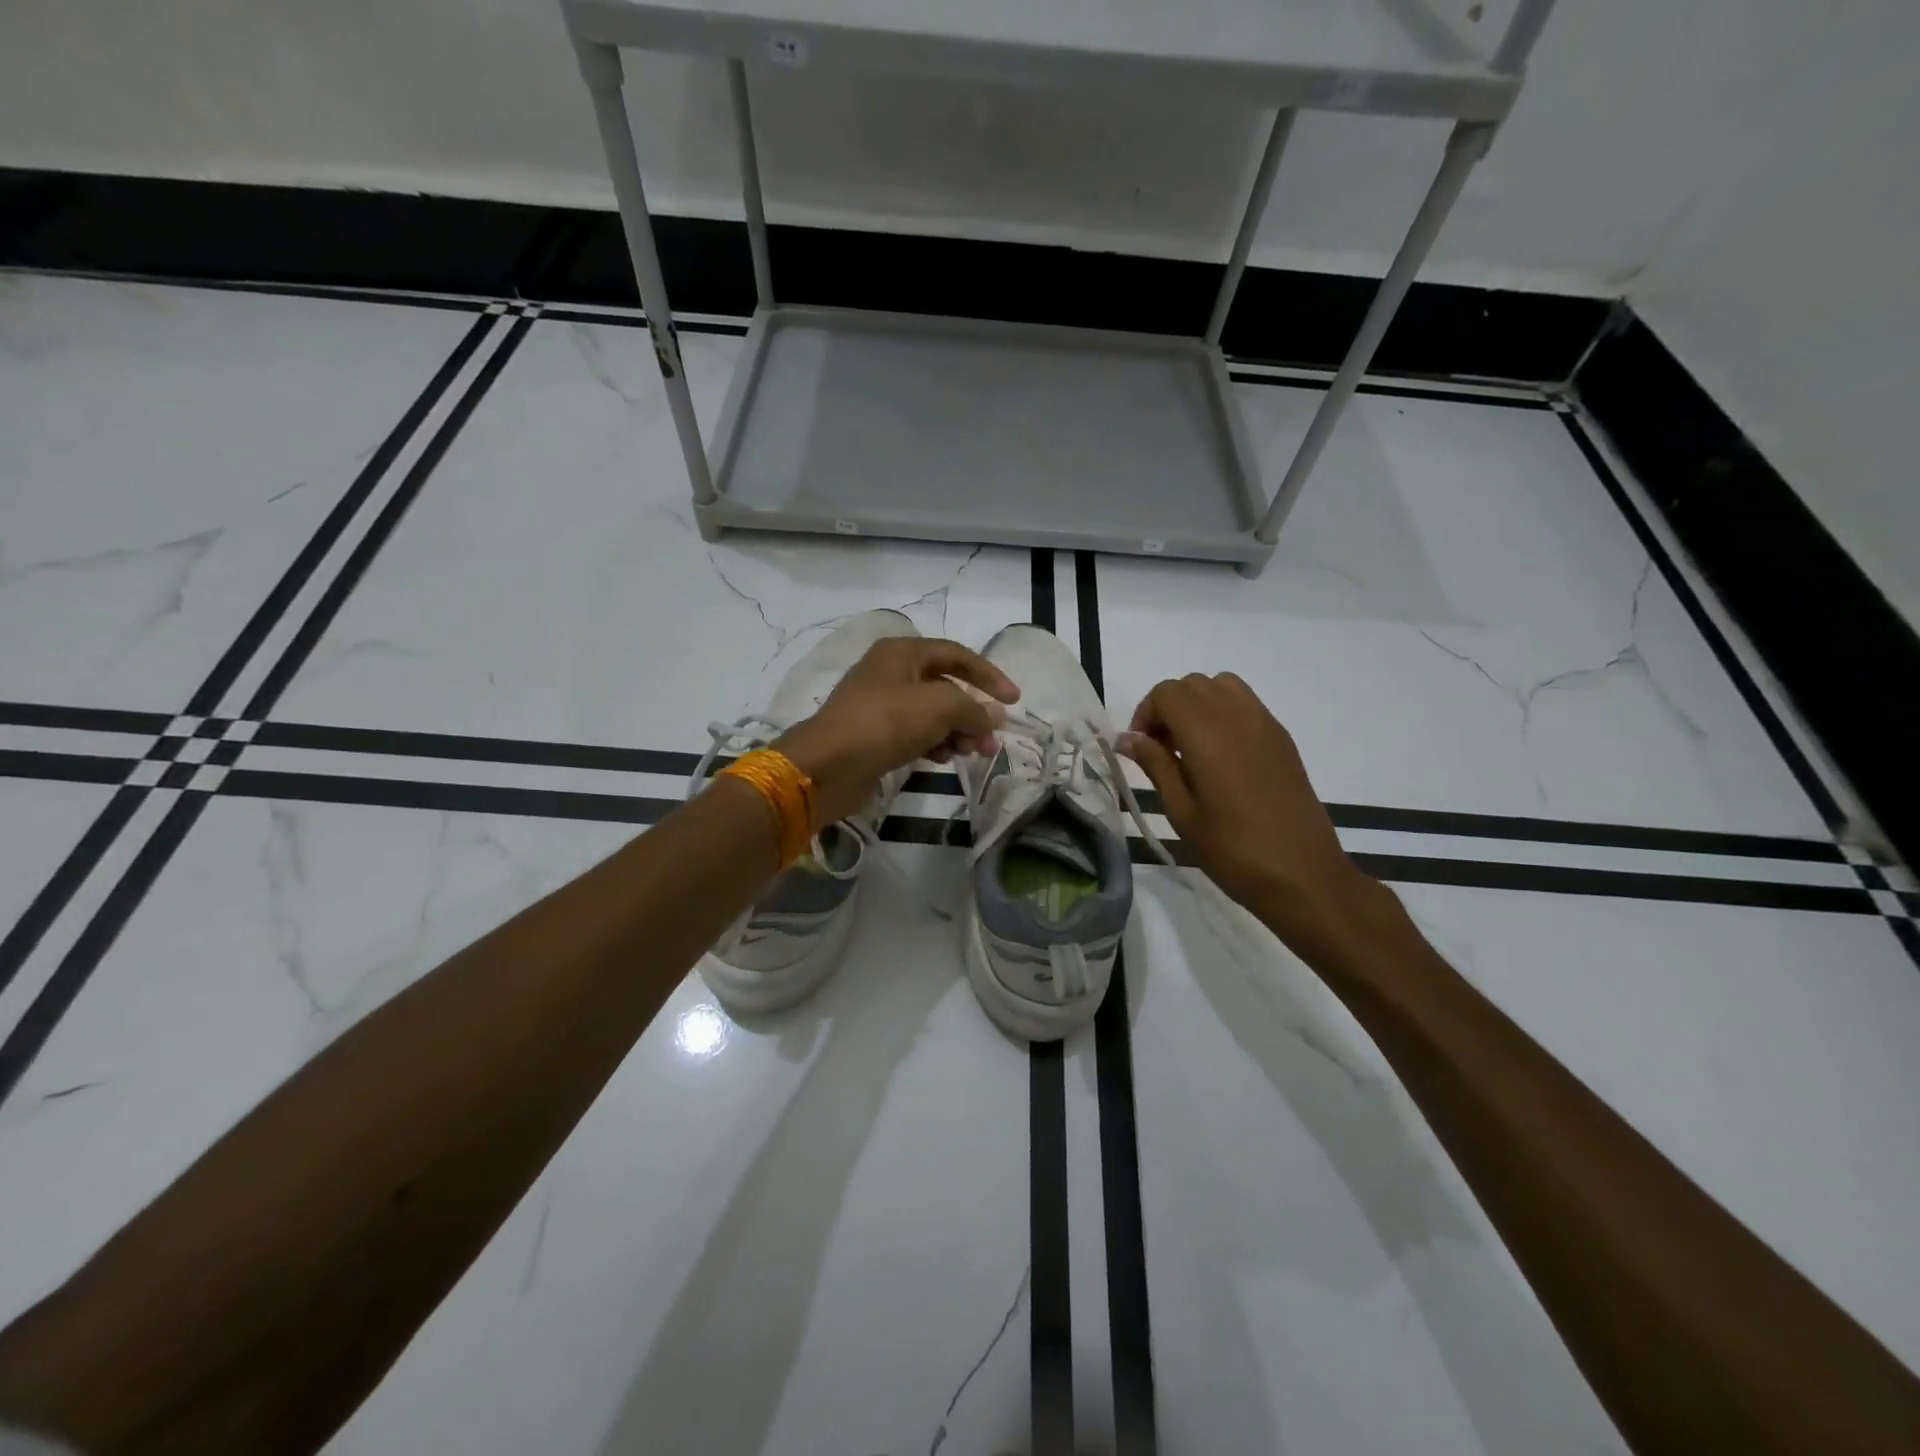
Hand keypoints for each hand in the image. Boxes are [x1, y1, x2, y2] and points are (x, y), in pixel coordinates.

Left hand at [775, 638, 1018, 826]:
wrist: (826, 766)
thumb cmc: (884, 723)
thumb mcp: (938, 707)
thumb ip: (973, 709)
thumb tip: (994, 717)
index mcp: (902, 653)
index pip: (957, 654)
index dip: (989, 675)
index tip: (1014, 701)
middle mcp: (890, 673)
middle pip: (945, 687)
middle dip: (972, 713)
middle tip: (991, 741)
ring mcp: (880, 705)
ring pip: (931, 714)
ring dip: (956, 731)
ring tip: (973, 754)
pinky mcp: (874, 735)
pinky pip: (914, 734)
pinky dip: (934, 743)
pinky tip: (944, 759)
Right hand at [1118, 673, 1391, 961]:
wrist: (1303, 875)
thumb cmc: (1233, 850)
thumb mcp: (1182, 812)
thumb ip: (1155, 765)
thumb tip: (1126, 739)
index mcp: (1208, 734)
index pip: (1167, 693)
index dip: (1145, 714)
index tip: (1141, 749)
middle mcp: (1238, 717)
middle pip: (1192, 684)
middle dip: (1168, 708)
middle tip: (1161, 750)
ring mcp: (1265, 724)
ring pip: (1221, 686)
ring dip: (1197, 705)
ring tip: (1190, 747)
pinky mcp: (1282, 738)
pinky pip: (1246, 705)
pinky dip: (1223, 714)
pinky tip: (1220, 757)